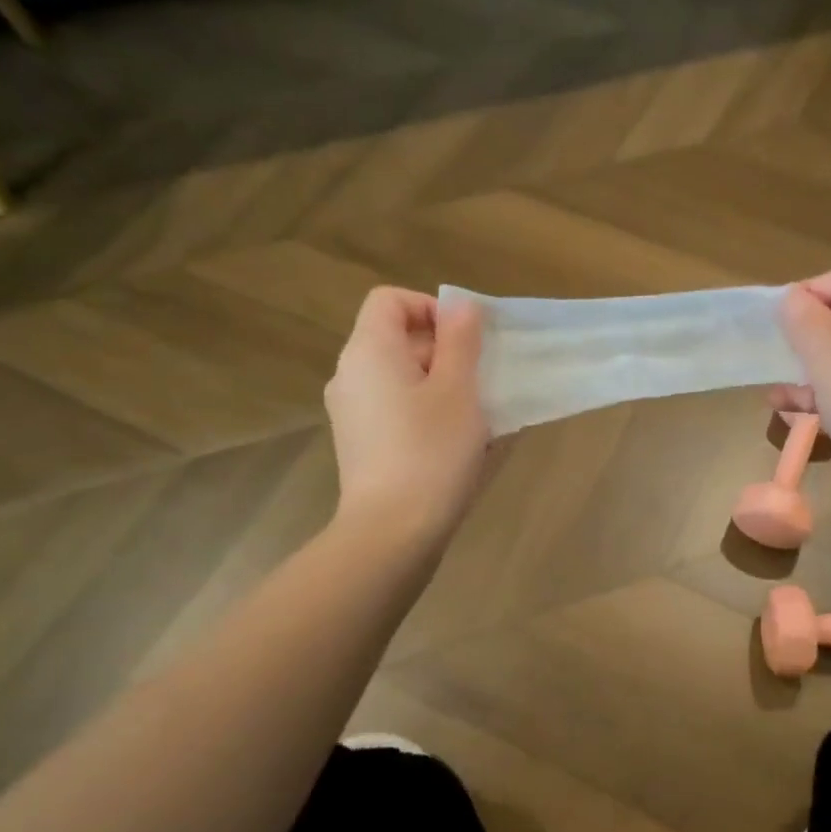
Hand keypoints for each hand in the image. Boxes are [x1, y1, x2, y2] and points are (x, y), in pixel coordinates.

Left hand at [324, 288, 489, 537]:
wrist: (391, 532)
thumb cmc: (431, 452)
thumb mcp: (459, 390)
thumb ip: (460, 341)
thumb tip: (460, 306)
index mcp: (369, 351)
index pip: (390, 300)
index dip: (431, 308)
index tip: (466, 340)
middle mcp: (350, 374)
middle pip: (396, 337)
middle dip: (443, 349)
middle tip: (480, 379)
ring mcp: (351, 411)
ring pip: (399, 376)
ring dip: (438, 382)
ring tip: (474, 413)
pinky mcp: (359, 442)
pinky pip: (394, 406)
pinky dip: (423, 409)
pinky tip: (452, 441)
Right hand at [773, 270, 830, 492]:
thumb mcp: (828, 361)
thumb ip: (805, 322)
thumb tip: (792, 296)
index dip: (805, 294)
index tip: (774, 323)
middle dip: (803, 337)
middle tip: (772, 357)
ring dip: (807, 371)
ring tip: (774, 394)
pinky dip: (824, 395)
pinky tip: (792, 413)